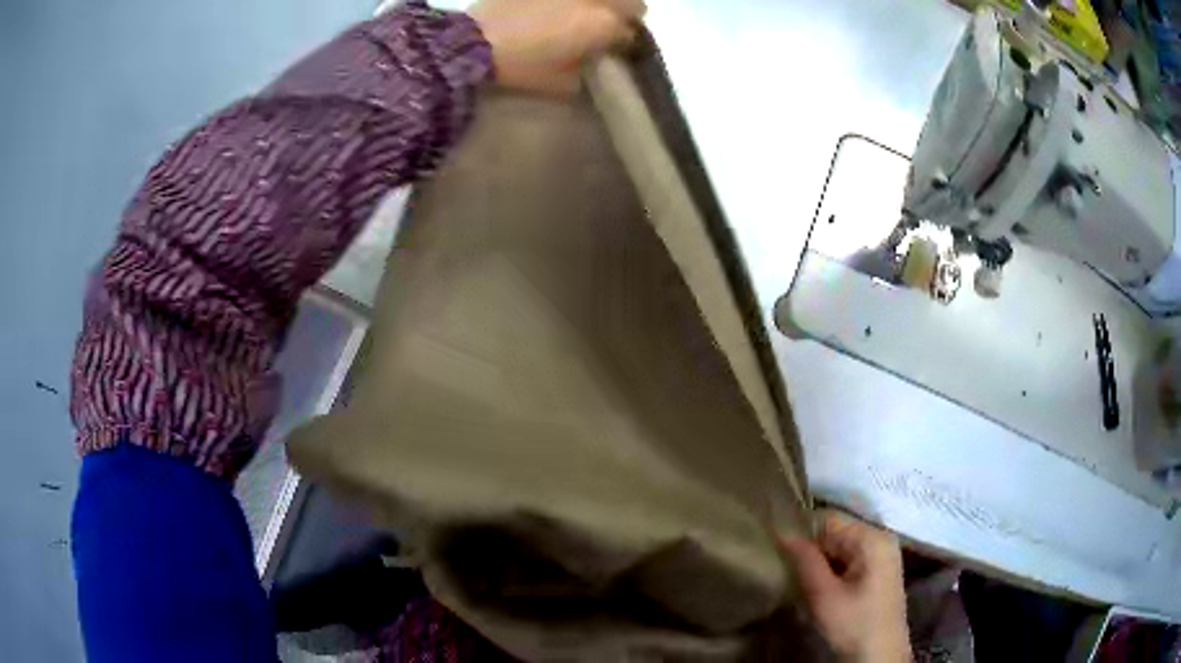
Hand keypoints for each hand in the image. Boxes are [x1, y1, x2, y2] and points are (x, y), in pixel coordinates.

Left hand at [468, 0, 644, 94]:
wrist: (474, 42)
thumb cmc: (522, 67)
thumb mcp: (563, 84)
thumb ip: (588, 71)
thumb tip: (594, 64)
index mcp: (604, 25)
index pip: (631, 34)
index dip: (625, 45)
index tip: (614, 53)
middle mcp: (595, 0)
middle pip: (632, 4)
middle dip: (625, 17)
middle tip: (607, 29)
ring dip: (603, 5)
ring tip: (586, 15)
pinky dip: (573, 1)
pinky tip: (561, 7)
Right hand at [780, 509, 910, 662]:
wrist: (880, 656)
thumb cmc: (853, 625)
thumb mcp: (823, 596)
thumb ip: (804, 561)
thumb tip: (781, 531)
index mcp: (872, 538)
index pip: (829, 519)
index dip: (802, 532)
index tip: (778, 551)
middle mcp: (881, 538)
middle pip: (836, 531)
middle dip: (811, 549)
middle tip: (788, 570)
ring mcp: (883, 554)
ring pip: (841, 547)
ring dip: (820, 561)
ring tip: (800, 579)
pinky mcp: (879, 570)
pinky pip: (849, 559)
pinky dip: (832, 569)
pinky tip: (819, 587)